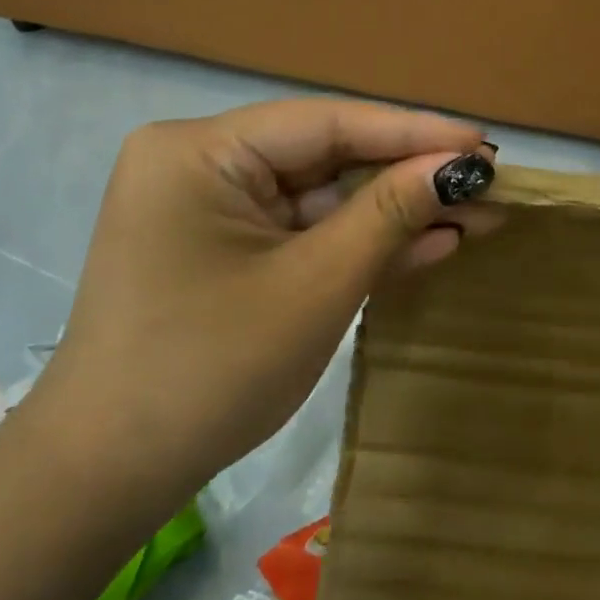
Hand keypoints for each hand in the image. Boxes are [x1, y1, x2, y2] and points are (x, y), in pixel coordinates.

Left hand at [27, 99, 495, 486]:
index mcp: (201, 150)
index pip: (326, 122)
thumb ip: (389, 215)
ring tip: (476, 214)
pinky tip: (429, 242)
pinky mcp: (224, 247)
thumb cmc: (209, 371)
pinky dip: (358, 242)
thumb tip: (461, 167)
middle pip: (326, 156)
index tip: (484, 142)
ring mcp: (211, 206)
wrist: (109, 477)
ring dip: (393, 213)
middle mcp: (200, 161)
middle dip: (408, 177)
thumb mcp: (315, 286)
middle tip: (490, 182)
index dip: (412, 131)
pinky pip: (302, 232)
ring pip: (321, 197)